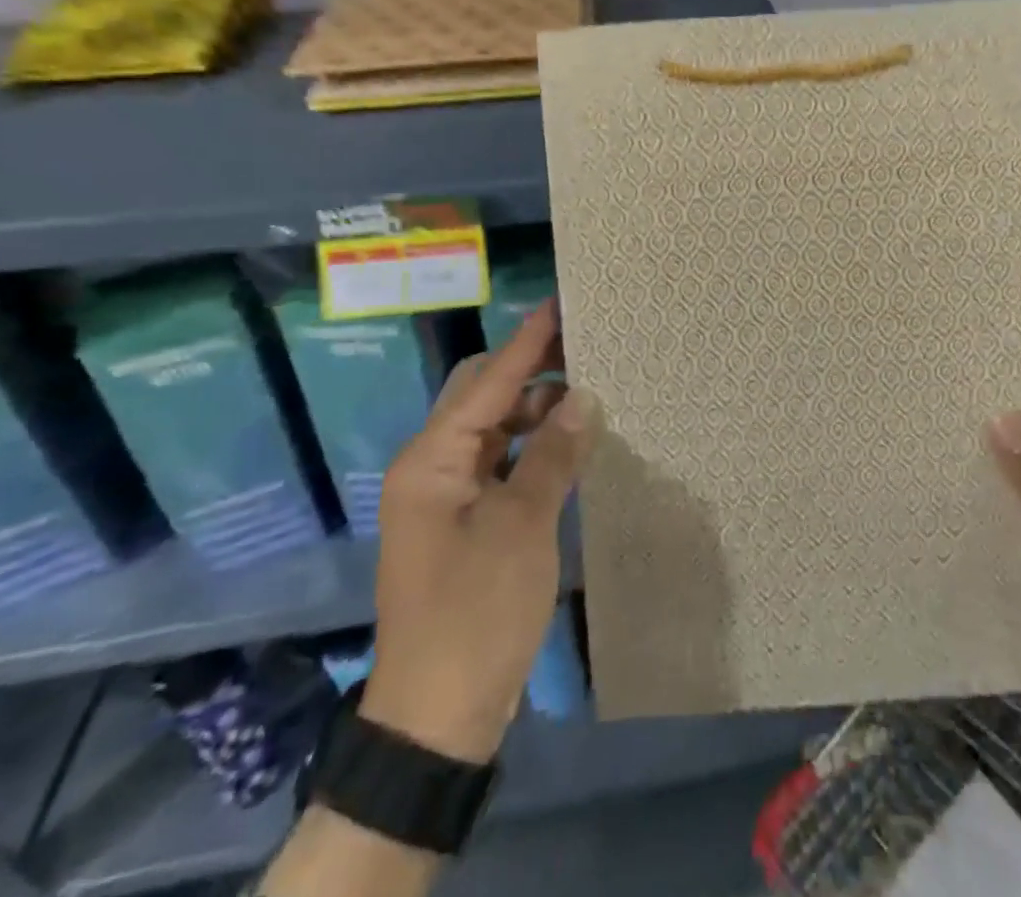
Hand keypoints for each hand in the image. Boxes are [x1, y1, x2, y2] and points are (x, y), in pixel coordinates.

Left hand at [360, 303, 598, 763]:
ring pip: (494, 430)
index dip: (528, 342)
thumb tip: (583, 396)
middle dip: (531, 370)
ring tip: (588, 391)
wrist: (437, 717)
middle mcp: (432, 467)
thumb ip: (553, 455)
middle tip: (585, 348)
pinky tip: (569, 442)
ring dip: (536, 410)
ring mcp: (447, 496)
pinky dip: (533, 447)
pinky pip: (501, 463)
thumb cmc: (476, 613)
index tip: (561, 303)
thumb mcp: (522, 528)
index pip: (488, 382)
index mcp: (432, 460)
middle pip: (483, 397)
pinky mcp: (465, 521)